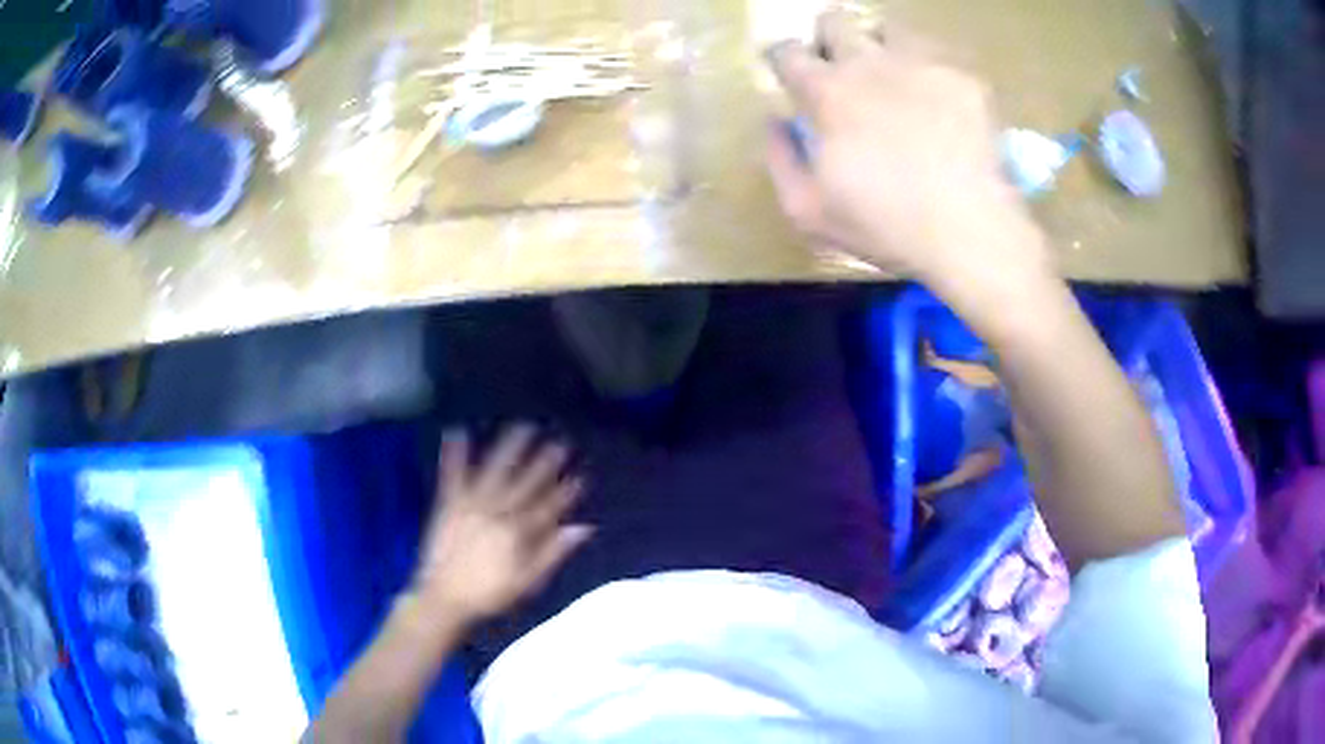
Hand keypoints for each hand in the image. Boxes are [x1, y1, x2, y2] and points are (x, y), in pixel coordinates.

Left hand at [413, 426, 591, 625]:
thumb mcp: (528, 581)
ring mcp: (470, 505)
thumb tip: (583, 528)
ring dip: (509, 448)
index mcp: (517, 533)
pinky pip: (452, 475)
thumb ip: (553, 552)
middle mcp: (496, 512)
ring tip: (522, 427)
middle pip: (525, 483)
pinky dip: (454, 454)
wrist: (445, 597)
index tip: (579, 475)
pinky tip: (456, 432)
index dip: (565, 491)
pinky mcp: (448, 504)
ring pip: (494, 471)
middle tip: (559, 442)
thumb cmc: (489, 593)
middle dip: (544, 463)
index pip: (548, 506)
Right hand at [765, 12, 1053, 295]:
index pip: (786, 51)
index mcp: (827, 93)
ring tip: (894, 81)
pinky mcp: (964, 79)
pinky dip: (931, 74)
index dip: (781, 58)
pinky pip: (939, 59)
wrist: (969, 232)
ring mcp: (922, 65)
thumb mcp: (807, 211)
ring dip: (881, 49)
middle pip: (835, 19)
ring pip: (890, 30)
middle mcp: (869, 64)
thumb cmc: (884, 226)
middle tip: (841, 70)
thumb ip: (780, 159)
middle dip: (829, 38)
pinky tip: (941, 106)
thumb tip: (775, 121)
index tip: (788, 74)